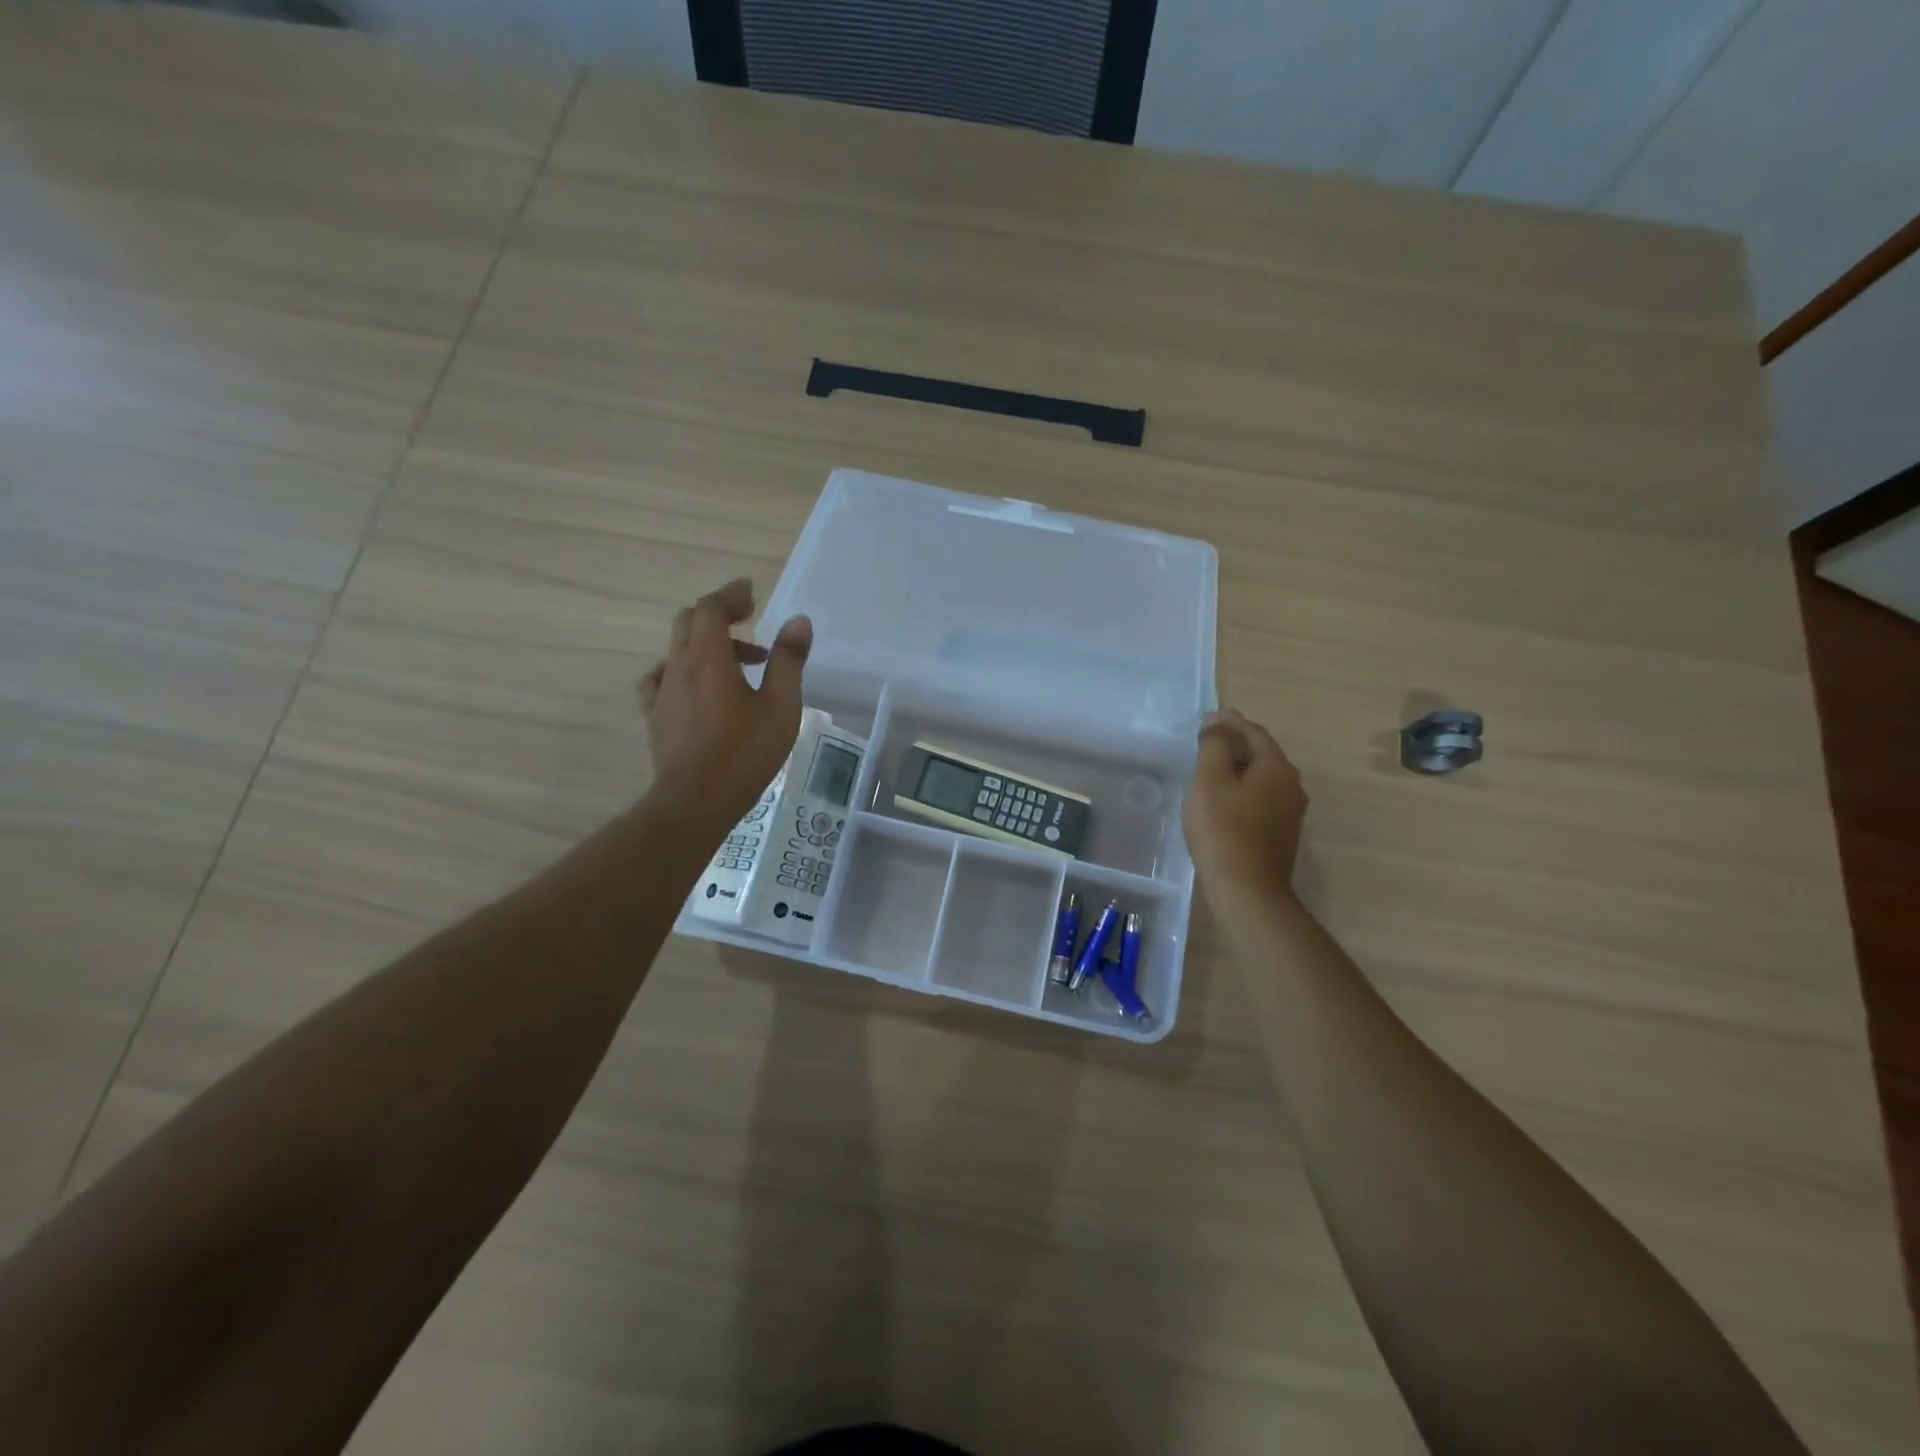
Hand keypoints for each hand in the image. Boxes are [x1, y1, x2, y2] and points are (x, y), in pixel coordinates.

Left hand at [639, 579, 811, 835]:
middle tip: (749, 621)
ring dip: (707, 645)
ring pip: (678, 650)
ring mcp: (662, 692)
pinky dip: (683, 671)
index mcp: (709, 659)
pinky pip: (663, 678)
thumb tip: (798, 622)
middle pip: (689, 623)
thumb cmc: (744, 754)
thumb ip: (788, 661)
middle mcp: (679, 667)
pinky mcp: (655, 716)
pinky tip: (698, 689)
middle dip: (719, 614)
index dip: (730, 595)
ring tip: (739, 665)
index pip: (711, 609)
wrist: (695, 802)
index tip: (750, 592)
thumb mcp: (781, 707)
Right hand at [1183, 709, 1307, 900]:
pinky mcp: (1281, 834)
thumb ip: (1215, 747)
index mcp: (1277, 768)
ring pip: (1263, 777)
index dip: (1230, 722)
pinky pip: (1262, 798)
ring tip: (1211, 767)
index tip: (1206, 718)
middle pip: (1262, 754)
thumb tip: (1218, 725)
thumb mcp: (1211, 781)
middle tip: (1207, 740)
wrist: (1247, 890)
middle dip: (1236, 743)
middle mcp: (1291, 786)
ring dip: (1239, 767)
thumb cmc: (1223, 830)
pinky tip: (1223, 799)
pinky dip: (1243, 789)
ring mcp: (1290, 812)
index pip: (1255, 733)